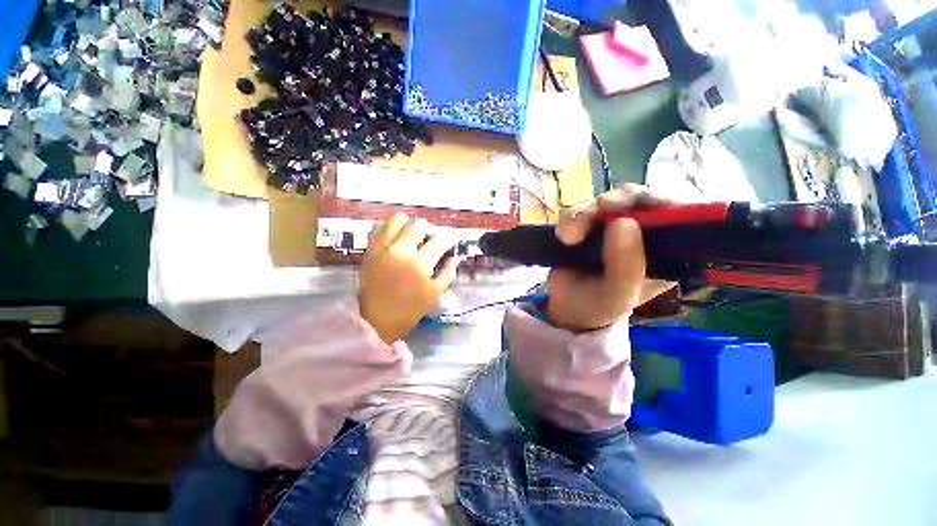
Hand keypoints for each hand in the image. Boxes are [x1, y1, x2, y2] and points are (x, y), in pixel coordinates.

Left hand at [359, 213, 458, 343]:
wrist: (376, 319)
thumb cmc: (410, 309)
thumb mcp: (435, 294)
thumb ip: (448, 273)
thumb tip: (454, 257)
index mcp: (420, 263)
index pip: (439, 240)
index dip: (448, 239)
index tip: (450, 242)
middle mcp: (401, 250)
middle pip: (419, 224)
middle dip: (429, 230)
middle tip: (429, 241)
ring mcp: (383, 247)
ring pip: (398, 219)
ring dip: (408, 224)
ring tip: (411, 236)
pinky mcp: (370, 249)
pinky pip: (379, 226)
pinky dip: (390, 228)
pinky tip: (396, 238)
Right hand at [546, 185, 675, 331]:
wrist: (565, 308)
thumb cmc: (598, 307)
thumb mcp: (616, 297)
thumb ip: (625, 267)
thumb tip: (624, 222)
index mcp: (666, 253)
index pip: (678, 215)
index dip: (660, 201)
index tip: (636, 204)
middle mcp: (644, 235)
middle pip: (639, 200)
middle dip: (616, 202)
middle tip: (599, 208)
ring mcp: (614, 228)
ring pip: (606, 201)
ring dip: (584, 213)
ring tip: (568, 237)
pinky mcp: (590, 226)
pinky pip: (582, 209)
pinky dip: (570, 218)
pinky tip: (563, 235)